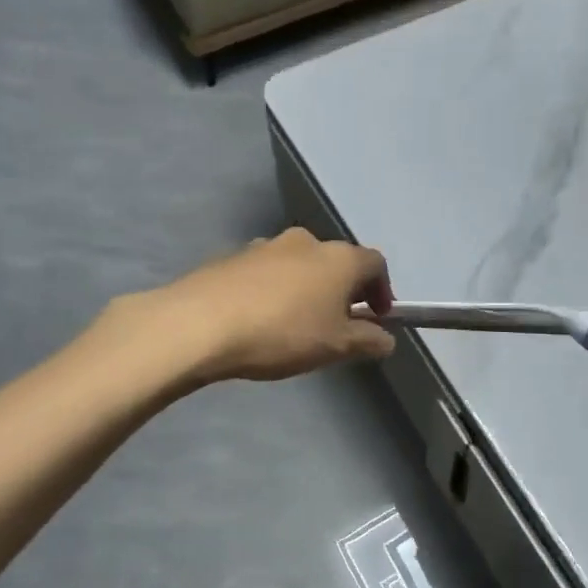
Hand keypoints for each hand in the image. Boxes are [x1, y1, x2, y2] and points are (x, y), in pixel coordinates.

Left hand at [137, 228, 396, 383]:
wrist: (201, 322)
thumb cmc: (282, 332)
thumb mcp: (336, 346)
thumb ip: (368, 340)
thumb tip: (386, 338)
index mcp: (339, 257)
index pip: (375, 264)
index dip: (382, 290)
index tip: (377, 317)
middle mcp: (306, 241)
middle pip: (336, 261)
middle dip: (342, 289)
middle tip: (336, 323)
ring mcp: (266, 244)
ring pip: (299, 264)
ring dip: (305, 287)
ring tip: (294, 324)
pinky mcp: (232, 256)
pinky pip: (265, 271)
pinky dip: (273, 289)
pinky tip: (259, 319)